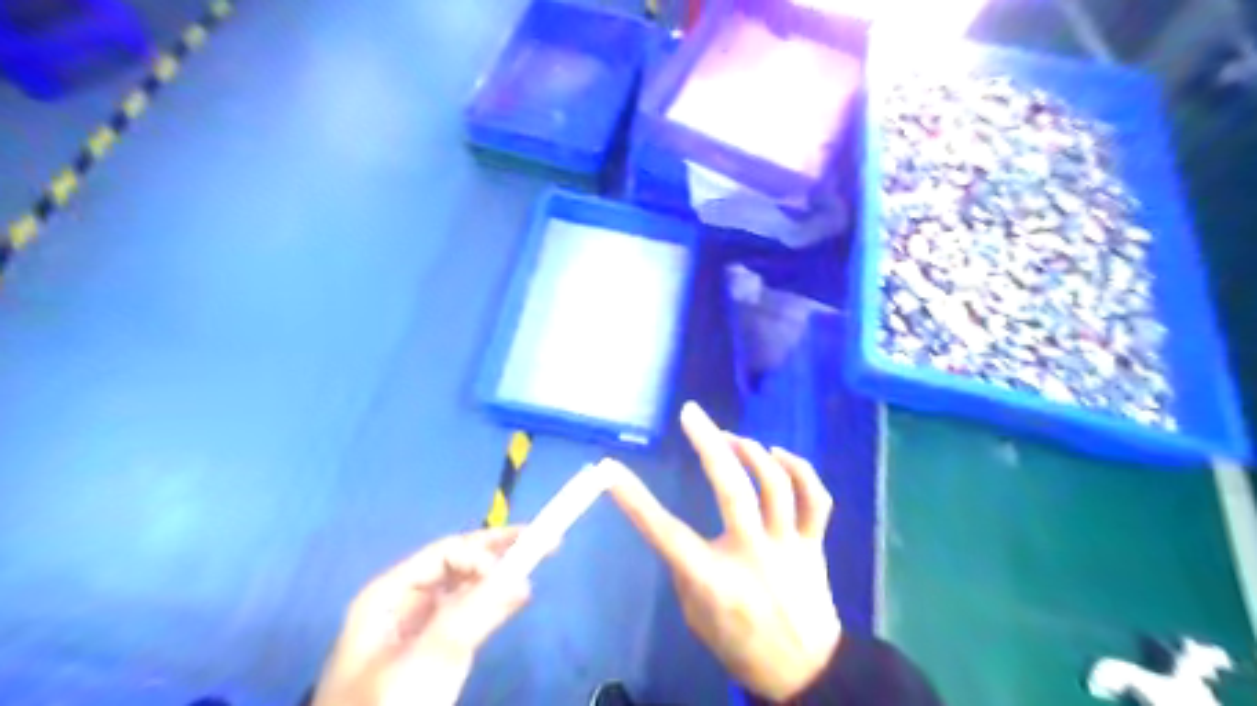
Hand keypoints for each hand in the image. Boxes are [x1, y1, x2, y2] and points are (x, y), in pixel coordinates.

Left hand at [316, 530, 530, 705]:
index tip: (510, 573)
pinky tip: (516, 597)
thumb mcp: (428, 659)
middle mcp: (404, 602)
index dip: (480, 554)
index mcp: (389, 594)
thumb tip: (520, 576)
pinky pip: (468, 614)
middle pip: (456, 563)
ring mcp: (420, 627)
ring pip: (465, 587)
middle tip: (539, 539)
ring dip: (499, 574)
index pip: (443, 554)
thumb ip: (472, 615)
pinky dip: (493, 602)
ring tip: (537, 559)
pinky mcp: (434, 651)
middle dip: (496, 551)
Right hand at [605, 403, 838, 698]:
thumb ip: (687, 567)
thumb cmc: (739, 645)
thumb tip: (680, 529)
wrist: (804, 673)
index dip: (634, 500)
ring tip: (731, 437)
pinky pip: (815, 498)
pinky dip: (800, 469)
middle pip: (732, 489)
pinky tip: (779, 454)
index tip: (610, 470)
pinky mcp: (814, 543)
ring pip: (776, 484)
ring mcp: (789, 547)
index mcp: (714, 580)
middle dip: (708, 444)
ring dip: (750, 451)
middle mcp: (752, 555)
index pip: (666, 532)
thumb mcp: (695, 615)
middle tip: (691, 414)